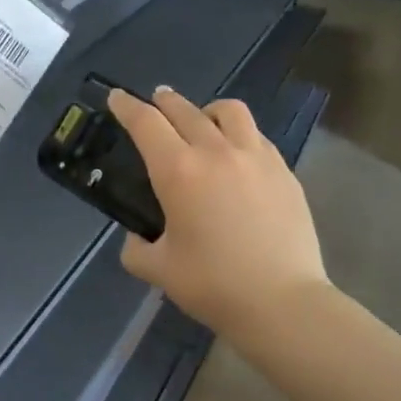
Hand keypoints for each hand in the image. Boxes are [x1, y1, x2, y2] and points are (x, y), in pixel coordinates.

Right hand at [106, 87, 326, 333]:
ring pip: (229, 111)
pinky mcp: (283, 171)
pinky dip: (238, 133)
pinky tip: (235, 153)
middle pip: (183, 109)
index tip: (116, 97)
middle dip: (163, 101)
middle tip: (153, 102)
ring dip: (206, 110)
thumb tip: (137, 239)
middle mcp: (215, 152)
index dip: (126, 106)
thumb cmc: (213, 285)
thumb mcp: (158, 270)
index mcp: (178, 172)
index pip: (145, 123)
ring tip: (201, 121)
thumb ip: (137, 249)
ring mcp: (255, 158)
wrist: (282, 303)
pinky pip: (256, 135)